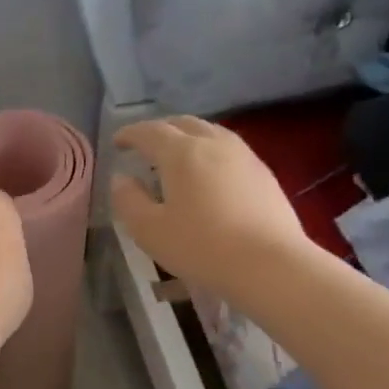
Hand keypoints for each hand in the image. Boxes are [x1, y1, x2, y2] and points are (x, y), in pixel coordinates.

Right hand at [109, 117, 307, 287]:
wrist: (270, 265)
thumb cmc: (201, 247)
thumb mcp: (149, 230)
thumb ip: (128, 200)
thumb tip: (121, 179)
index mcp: (180, 152)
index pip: (149, 131)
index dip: (130, 134)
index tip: (118, 142)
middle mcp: (213, 143)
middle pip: (182, 123)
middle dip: (160, 130)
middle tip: (145, 146)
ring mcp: (243, 156)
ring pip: (210, 132)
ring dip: (187, 137)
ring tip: (177, 157)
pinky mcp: (264, 173)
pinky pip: (229, 149)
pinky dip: (210, 152)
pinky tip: (209, 174)